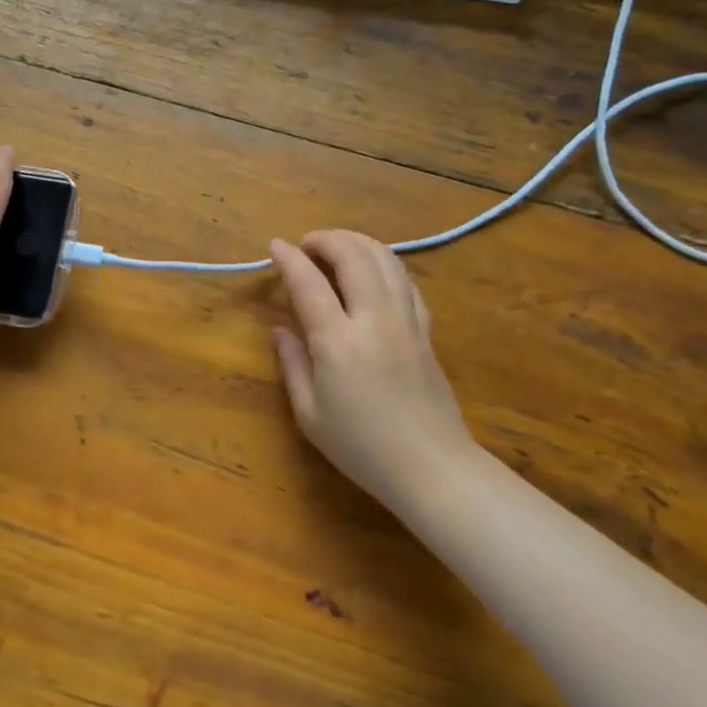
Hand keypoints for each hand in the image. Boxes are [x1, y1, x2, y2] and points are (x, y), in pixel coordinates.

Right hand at [270, 231, 478, 512]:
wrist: (431, 467)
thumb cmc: (361, 447)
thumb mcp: (309, 414)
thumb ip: (293, 365)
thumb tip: (280, 330)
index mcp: (338, 341)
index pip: (309, 283)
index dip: (289, 259)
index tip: (275, 245)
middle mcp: (374, 320)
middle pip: (354, 256)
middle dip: (327, 239)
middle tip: (306, 244)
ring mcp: (405, 321)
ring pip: (386, 260)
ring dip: (358, 243)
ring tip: (337, 247)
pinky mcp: (425, 330)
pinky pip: (406, 281)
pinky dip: (385, 264)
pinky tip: (372, 272)